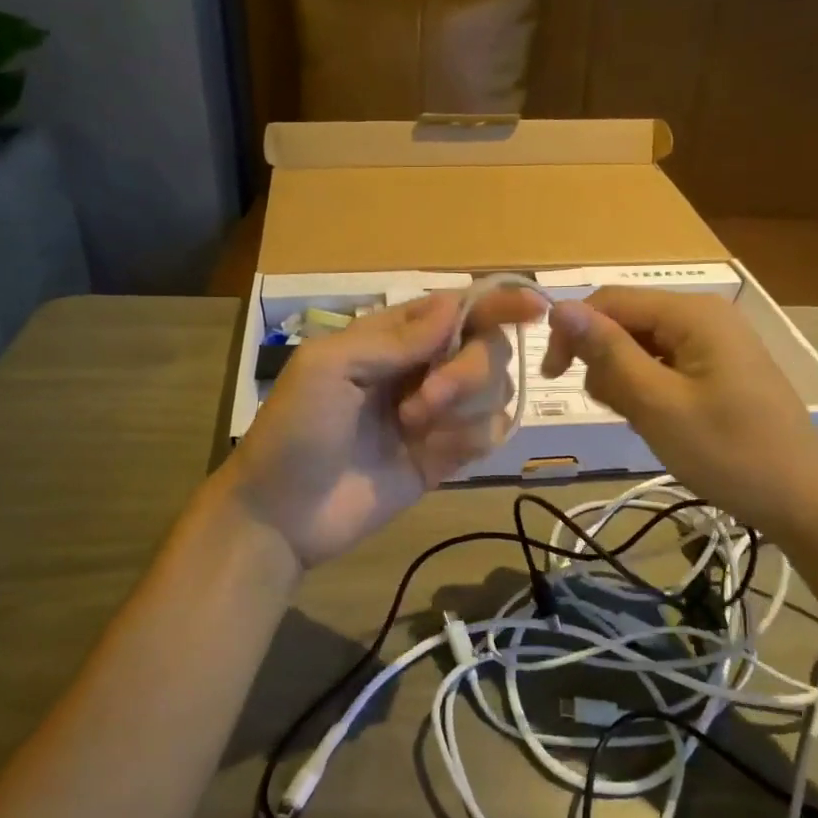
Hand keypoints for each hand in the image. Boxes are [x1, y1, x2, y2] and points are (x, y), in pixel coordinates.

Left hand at [225, 288, 546, 567]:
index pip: (457, 308)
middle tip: (425, 401)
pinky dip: (475, 436)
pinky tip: (438, 452)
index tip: (534, 307)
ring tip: (412, 429)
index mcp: (391, 338)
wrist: (283, 514)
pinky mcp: (446, 457)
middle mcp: (421, 369)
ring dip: (465, 406)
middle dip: (468, 371)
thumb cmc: (295, 430)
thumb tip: (454, 305)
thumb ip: (394, 339)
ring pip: (495, 390)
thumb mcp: (329, 368)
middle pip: (487, 348)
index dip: (497, 303)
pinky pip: (490, 433)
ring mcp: (437, 415)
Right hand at [540, 288, 817, 538]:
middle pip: (626, 320)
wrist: (803, 500)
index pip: (609, 301)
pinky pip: (665, 364)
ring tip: (644, 420)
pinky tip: (660, 420)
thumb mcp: (657, 405)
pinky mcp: (720, 367)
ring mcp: (715, 342)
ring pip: (642, 345)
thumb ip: (608, 353)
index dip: (572, 331)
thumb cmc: (728, 453)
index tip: (552, 378)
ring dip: (626, 379)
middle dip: (605, 360)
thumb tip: (559, 307)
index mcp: (692, 314)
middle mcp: (704, 315)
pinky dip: (649, 388)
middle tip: (616, 410)